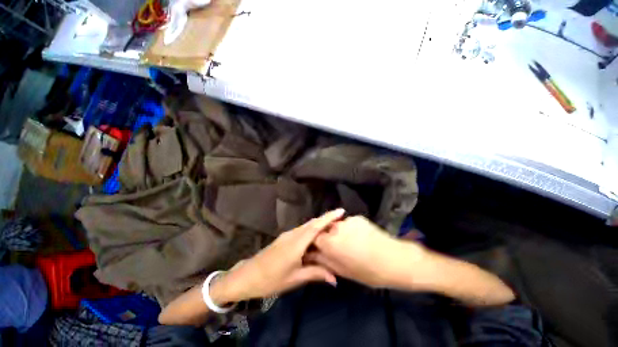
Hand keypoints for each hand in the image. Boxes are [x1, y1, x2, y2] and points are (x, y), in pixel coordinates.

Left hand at [215, 209, 343, 303]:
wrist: (247, 276)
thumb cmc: (271, 279)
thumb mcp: (294, 278)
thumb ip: (315, 274)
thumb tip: (334, 278)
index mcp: (296, 243)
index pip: (316, 226)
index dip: (329, 217)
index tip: (341, 211)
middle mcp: (292, 234)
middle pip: (312, 223)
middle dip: (326, 219)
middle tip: (340, 219)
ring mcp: (287, 235)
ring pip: (306, 226)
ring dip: (318, 224)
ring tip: (331, 227)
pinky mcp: (284, 238)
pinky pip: (301, 231)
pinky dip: (311, 230)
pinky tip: (315, 237)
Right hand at [306, 216, 425, 288]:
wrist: (394, 259)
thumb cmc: (367, 271)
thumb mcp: (342, 270)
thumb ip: (323, 260)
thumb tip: (311, 254)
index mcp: (329, 242)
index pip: (314, 237)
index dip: (317, 243)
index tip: (322, 249)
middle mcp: (336, 227)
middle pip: (326, 229)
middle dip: (329, 237)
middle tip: (339, 248)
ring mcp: (348, 220)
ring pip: (338, 225)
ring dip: (340, 233)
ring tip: (353, 243)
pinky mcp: (358, 217)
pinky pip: (349, 223)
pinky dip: (351, 229)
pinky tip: (361, 238)